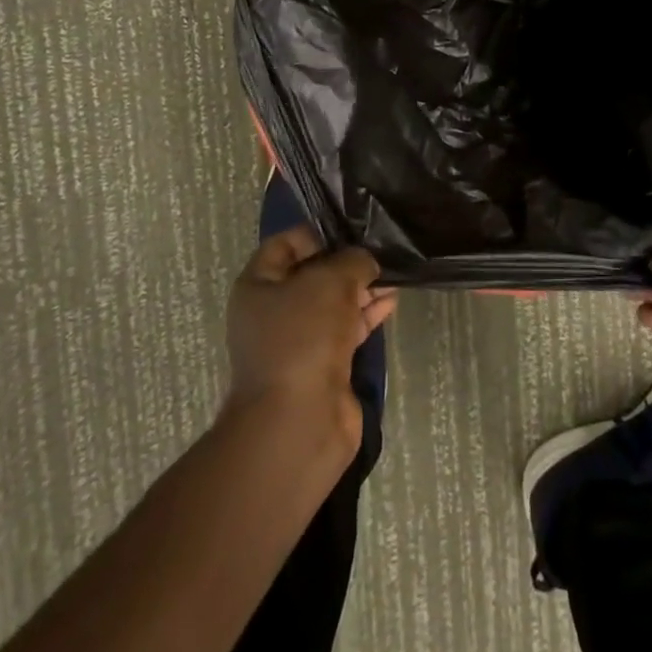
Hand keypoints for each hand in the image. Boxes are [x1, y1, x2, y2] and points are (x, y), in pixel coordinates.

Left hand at [224, 226, 397, 451]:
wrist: (299, 420)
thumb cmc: (304, 335)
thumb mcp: (332, 280)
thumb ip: (354, 260)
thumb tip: (366, 265)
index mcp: (258, 286)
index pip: (285, 244)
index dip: (318, 233)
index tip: (352, 230)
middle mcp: (273, 312)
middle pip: (313, 275)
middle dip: (347, 263)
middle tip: (380, 251)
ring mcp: (297, 342)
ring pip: (333, 304)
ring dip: (362, 289)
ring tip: (394, 274)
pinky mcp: (322, 366)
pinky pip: (346, 330)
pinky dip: (367, 316)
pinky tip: (391, 302)